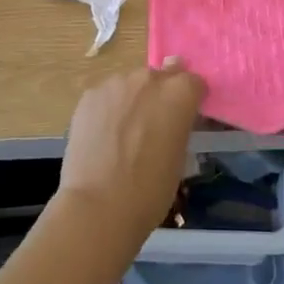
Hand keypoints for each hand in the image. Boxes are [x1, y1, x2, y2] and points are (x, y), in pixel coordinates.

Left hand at [58, 58, 205, 244]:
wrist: (98, 206)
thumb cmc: (150, 191)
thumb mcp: (180, 157)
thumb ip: (178, 124)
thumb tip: (171, 116)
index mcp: (179, 92)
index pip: (193, 82)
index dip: (190, 100)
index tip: (184, 119)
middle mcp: (149, 78)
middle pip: (161, 77)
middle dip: (160, 96)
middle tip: (153, 127)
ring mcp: (116, 83)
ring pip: (130, 85)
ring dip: (133, 101)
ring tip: (123, 135)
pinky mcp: (90, 94)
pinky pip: (106, 96)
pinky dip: (108, 110)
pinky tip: (102, 137)